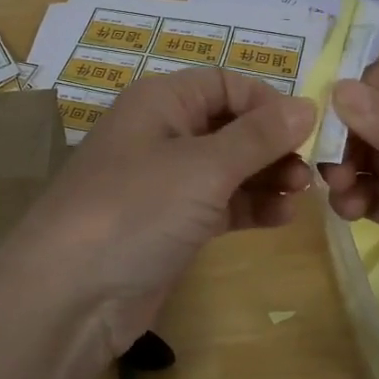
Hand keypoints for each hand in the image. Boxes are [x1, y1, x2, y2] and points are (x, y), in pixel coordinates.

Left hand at [3, 68, 315, 355]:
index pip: (225, 83)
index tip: (306, 129)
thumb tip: (307, 104)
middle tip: (309, 171)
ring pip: (228, 167)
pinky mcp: (170, 224)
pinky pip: (219, 203)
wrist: (70, 295)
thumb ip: (258, 136)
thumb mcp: (203, 167)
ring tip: (301, 195)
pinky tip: (281, 218)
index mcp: (161, 101)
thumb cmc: (137, 209)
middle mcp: (161, 133)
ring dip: (266, 176)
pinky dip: (249, 206)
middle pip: (229, 124)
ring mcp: (164, 182)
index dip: (266, 101)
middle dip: (271, 143)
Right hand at [321, 55, 378, 356]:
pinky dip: (353, 197)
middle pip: (375, 114)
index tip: (336, 118)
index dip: (364, 89)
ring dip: (344, 165)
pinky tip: (350, 210)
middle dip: (347, 132)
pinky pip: (373, 196)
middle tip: (329, 160)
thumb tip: (336, 91)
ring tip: (339, 190)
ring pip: (368, 155)